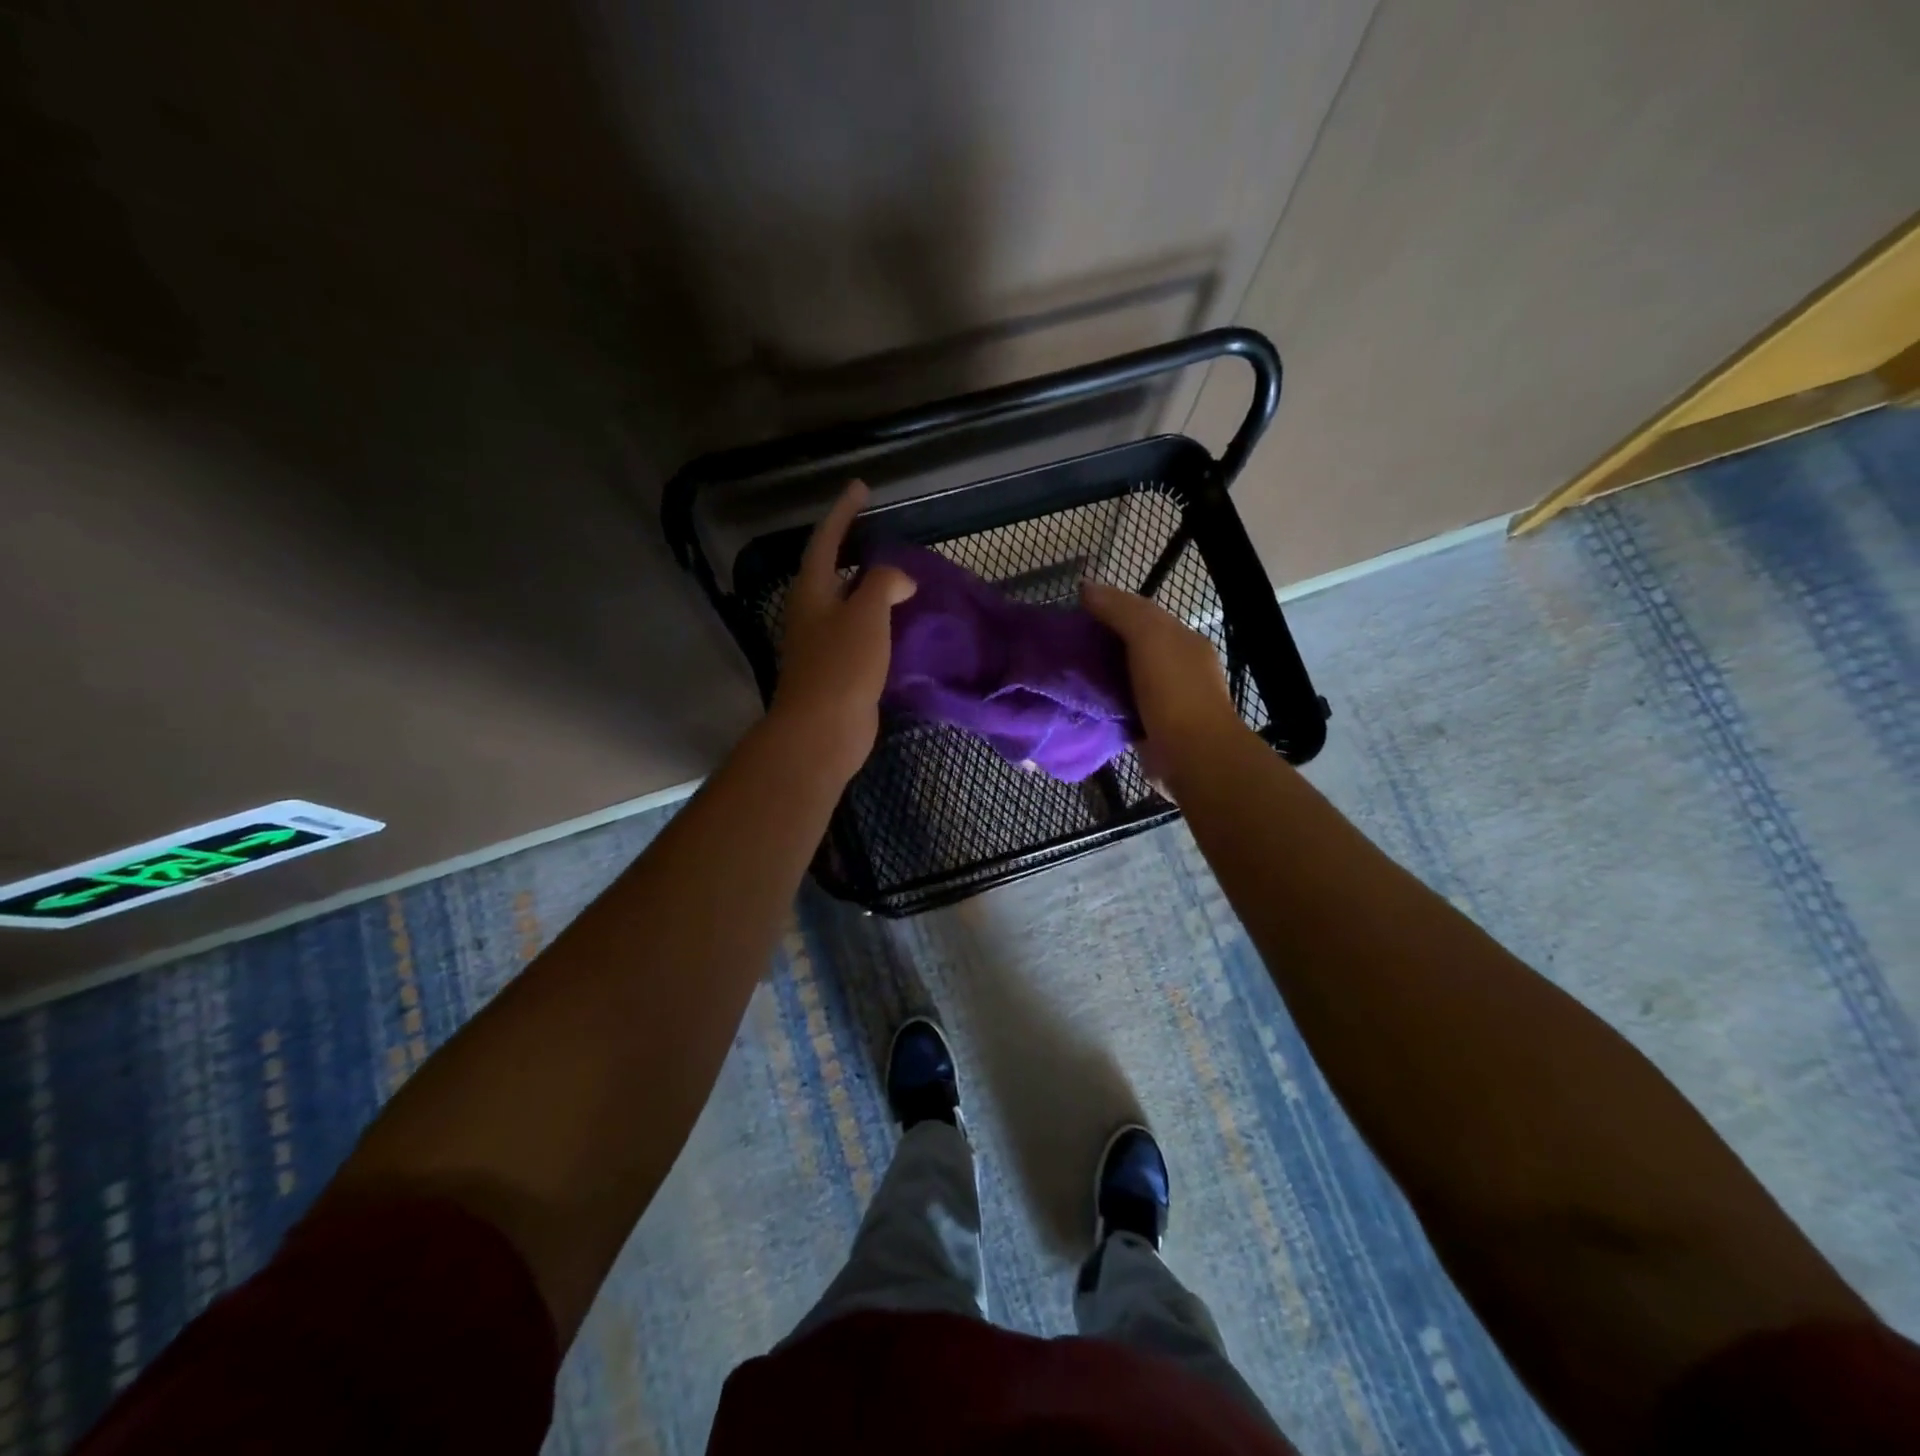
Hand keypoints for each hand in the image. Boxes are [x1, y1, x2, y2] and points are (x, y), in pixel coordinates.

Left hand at [770, 481, 916, 779]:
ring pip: (848, 604)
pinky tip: (902, 624)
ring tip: (900, 577)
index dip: (844, 513)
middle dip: (854, 549)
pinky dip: (879, 621)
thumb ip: (882, 584)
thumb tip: (898, 579)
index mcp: (812, 592)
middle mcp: (812, 612)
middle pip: (832, 570)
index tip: (861, 487)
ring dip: (870, 587)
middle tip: (881, 534)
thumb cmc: (841, 667)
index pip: (826, 541)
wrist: (823, 730)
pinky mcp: (838, 670)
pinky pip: (860, 634)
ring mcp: (823, 643)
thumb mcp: (866, 615)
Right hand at [1081, 579, 1250, 793]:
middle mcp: (1177, 667)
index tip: (1072, 611)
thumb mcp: (1149, 637)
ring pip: (1124, 679)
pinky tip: (1078, 703)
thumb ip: (1120, 610)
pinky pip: (1121, 709)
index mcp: (1182, 640)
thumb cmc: (1174, 691)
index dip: (1108, 606)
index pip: (1142, 613)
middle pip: (1132, 646)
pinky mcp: (1151, 729)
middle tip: (1061, 644)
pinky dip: (1102, 705)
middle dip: (1100, 643)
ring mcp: (1165, 701)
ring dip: (1099, 676)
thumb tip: (1087, 587)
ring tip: (1063, 673)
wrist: (1193, 756)